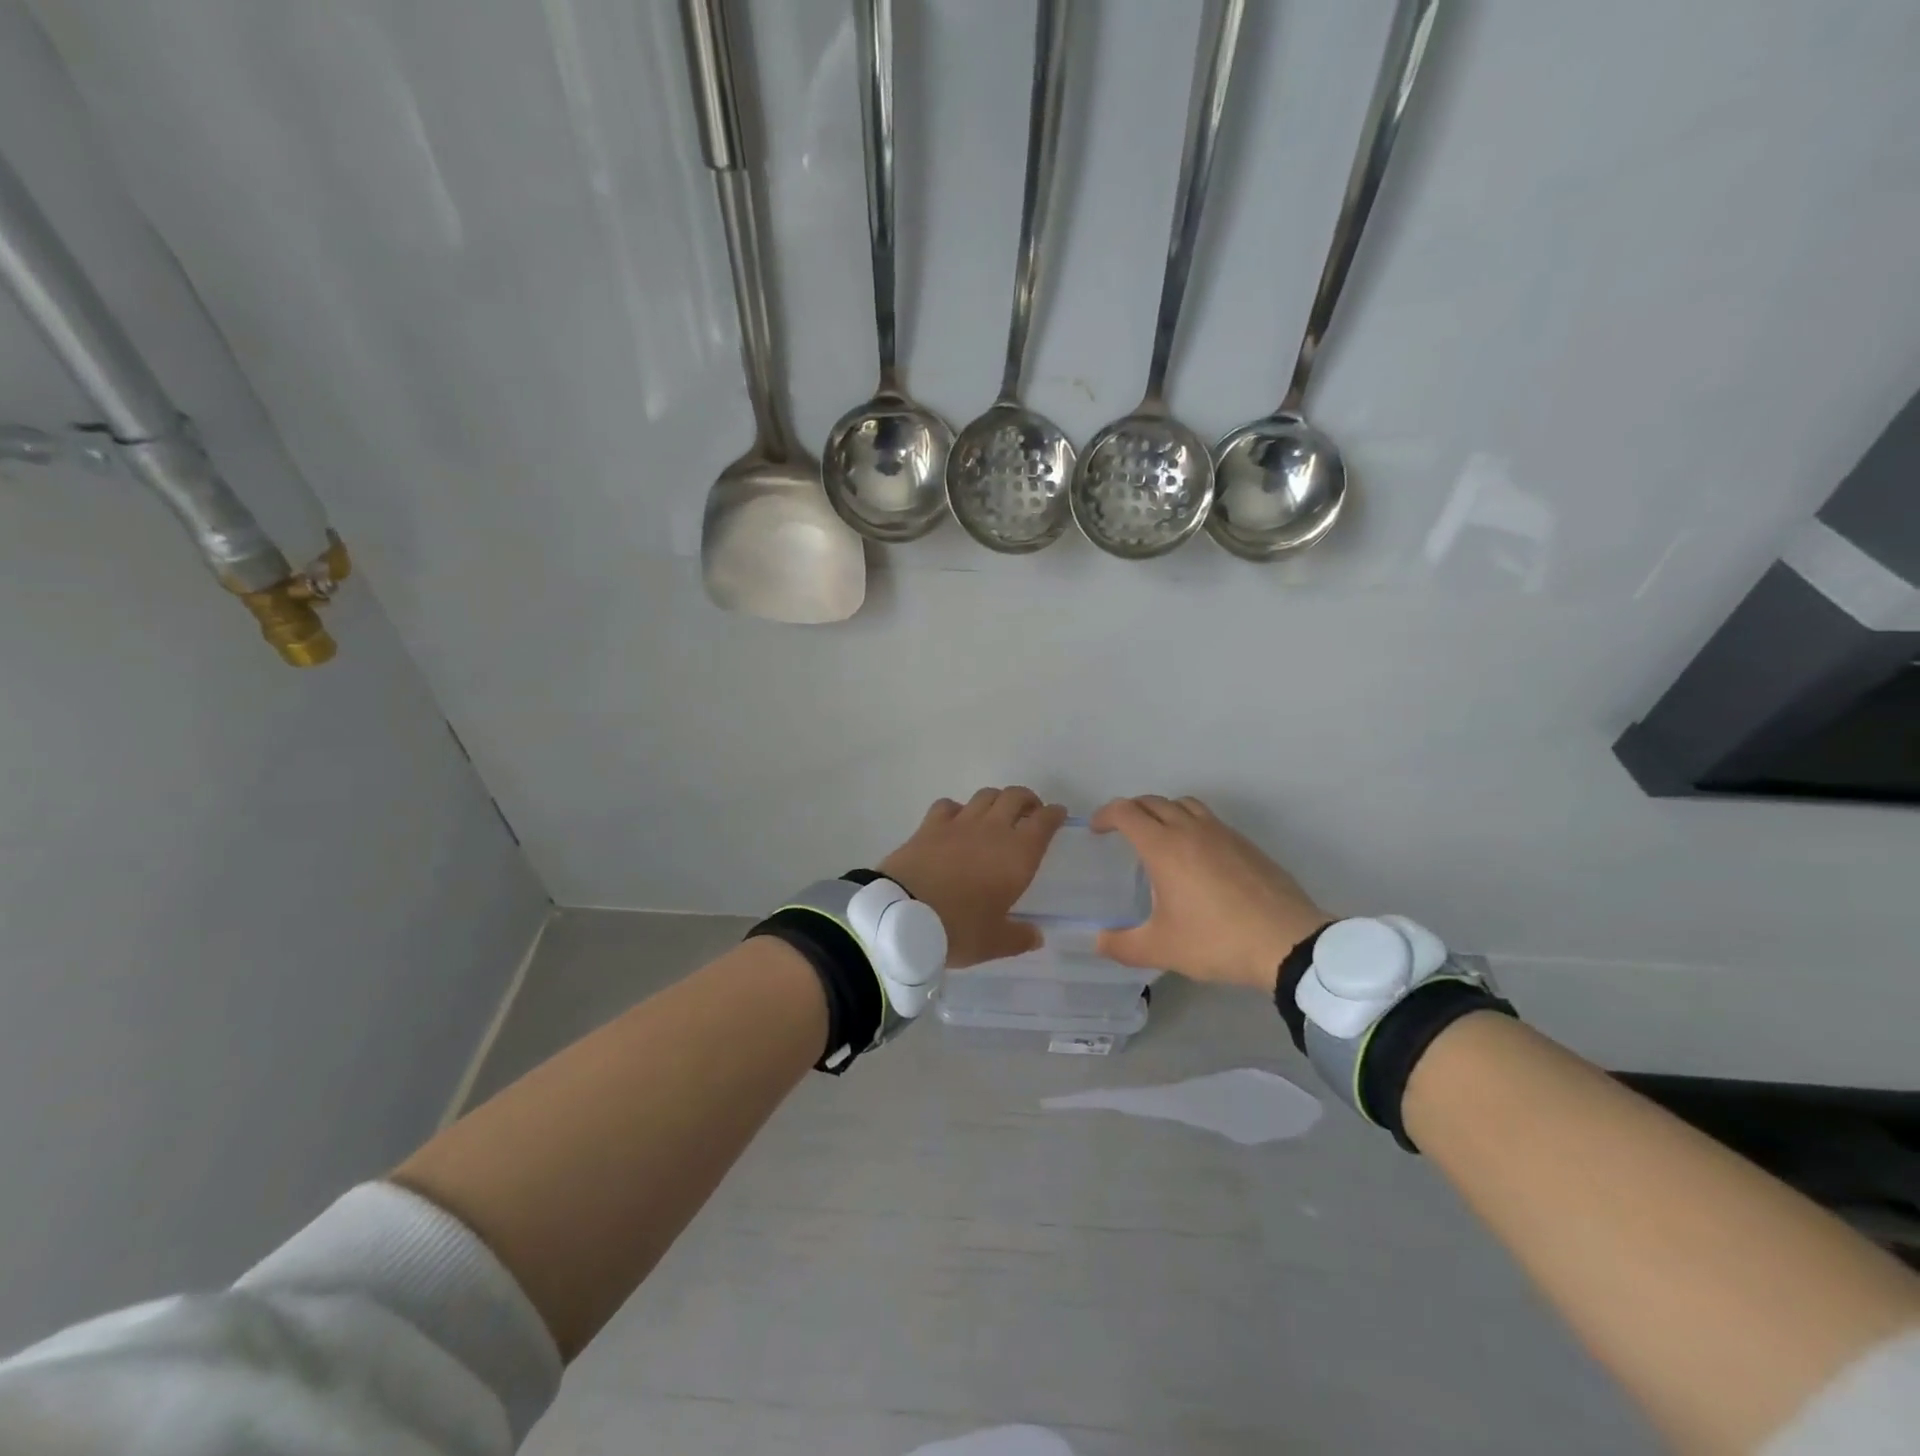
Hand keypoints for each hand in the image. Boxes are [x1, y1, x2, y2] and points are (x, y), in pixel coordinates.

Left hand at [879, 788, 1066, 968]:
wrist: (901, 916)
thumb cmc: (957, 930)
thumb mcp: (993, 943)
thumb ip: (1018, 937)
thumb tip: (1036, 936)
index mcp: (1018, 855)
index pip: (1044, 822)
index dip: (1054, 815)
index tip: (1058, 815)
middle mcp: (992, 830)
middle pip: (1015, 797)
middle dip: (1028, 800)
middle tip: (1030, 812)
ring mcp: (959, 823)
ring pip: (985, 795)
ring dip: (997, 799)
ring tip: (997, 813)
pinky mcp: (929, 825)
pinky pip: (949, 805)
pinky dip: (958, 808)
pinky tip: (956, 821)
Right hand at [1092, 796, 1329, 990]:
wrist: (1287, 942)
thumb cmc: (1216, 940)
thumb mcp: (1161, 949)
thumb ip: (1121, 945)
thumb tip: (1098, 942)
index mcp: (1164, 847)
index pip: (1126, 812)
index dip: (1106, 815)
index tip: (1097, 829)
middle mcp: (1191, 830)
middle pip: (1153, 801)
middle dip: (1131, 810)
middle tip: (1121, 831)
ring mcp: (1222, 833)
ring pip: (1185, 804)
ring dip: (1164, 811)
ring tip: (1159, 835)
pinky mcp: (1246, 844)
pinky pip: (1210, 820)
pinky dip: (1191, 824)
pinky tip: (1196, 856)